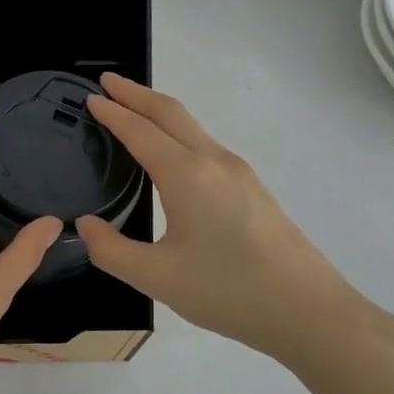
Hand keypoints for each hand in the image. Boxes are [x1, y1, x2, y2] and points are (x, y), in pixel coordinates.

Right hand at [76, 75, 374, 363]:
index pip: (140, 131)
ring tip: (133, 112)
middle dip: (137, 93)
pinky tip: (170, 154)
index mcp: (186, 175)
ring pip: (192, 126)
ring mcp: (239, 172)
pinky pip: (205, 144)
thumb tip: (85, 224)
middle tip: (107, 82)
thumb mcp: (156, 278)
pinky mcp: (252, 188)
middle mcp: (213, 161)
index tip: (90, 97)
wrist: (308, 311)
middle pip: (171, 112)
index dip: (113, 112)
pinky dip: (178, 132)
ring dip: (159, 111)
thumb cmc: (228, 291)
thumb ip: (111, 250)